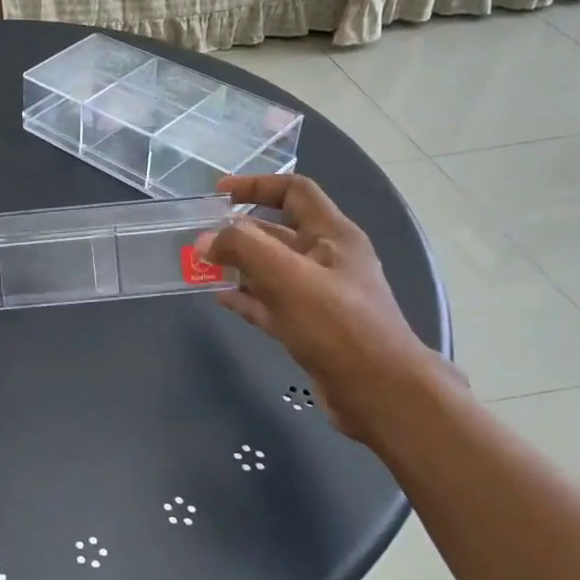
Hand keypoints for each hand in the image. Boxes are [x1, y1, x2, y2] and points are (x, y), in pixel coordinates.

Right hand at [202, 174, 457, 442]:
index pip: (294, 192)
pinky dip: (245, 297)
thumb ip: (243, 249)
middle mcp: (328, 259)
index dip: (256, 186)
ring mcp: (319, 295)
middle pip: (277, 232)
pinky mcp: (309, 327)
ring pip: (271, 269)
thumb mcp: (288, 277)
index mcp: (334, 235)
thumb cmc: (339, 326)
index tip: (218, 194)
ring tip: (200, 266)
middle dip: (238, 231)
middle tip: (199, 238)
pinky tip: (219, 297)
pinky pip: (270, 303)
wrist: (381, 393)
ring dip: (237, 265)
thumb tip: (205, 240)